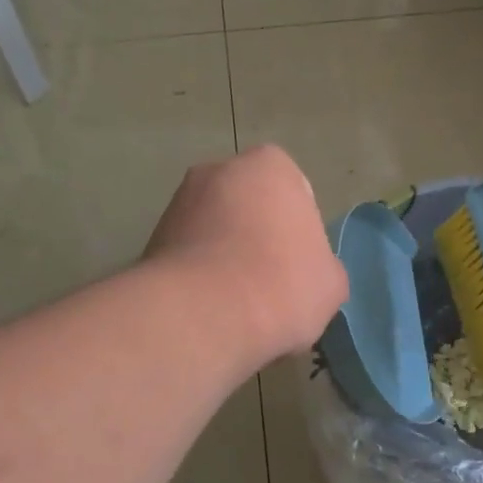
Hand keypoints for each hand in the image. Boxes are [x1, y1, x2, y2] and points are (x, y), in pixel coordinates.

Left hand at [145, 145, 347, 364]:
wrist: (203, 316)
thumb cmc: (282, 284)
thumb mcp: (331, 283)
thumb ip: (322, 267)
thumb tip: (308, 276)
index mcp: (270, 166)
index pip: (295, 193)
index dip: (301, 232)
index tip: (300, 267)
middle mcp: (217, 170)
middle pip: (250, 208)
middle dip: (258, 239)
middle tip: (272, 284)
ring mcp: (177, 204)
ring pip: (215, 233)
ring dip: (226, 259)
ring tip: (239, 306)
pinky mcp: (150, 241)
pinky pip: (188, 258)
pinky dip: (199, 279)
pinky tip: (211, 312)